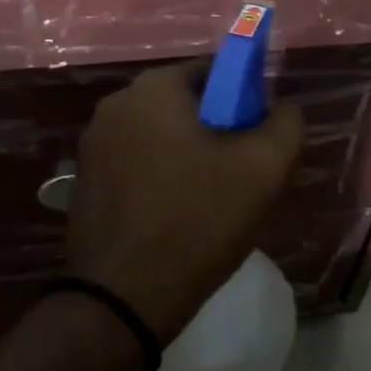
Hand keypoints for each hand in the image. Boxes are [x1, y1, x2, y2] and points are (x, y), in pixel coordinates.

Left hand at [67, 62, 303, 342]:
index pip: (214, 71)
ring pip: (160, 135)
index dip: (245, 99)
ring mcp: (93, 144)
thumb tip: (282, 107)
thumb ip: (286, 123)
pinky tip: (175, 215)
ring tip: (210, 200)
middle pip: (185, 103)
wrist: (124, 298)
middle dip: (217, 129)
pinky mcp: (84, 180)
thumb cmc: (198, 220)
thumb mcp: (265, 169)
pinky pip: (135, 163)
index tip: (258, 139)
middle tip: (240, 173)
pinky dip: (160, 177)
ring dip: (188, 155)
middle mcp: (116, 104)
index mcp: (153, 88)